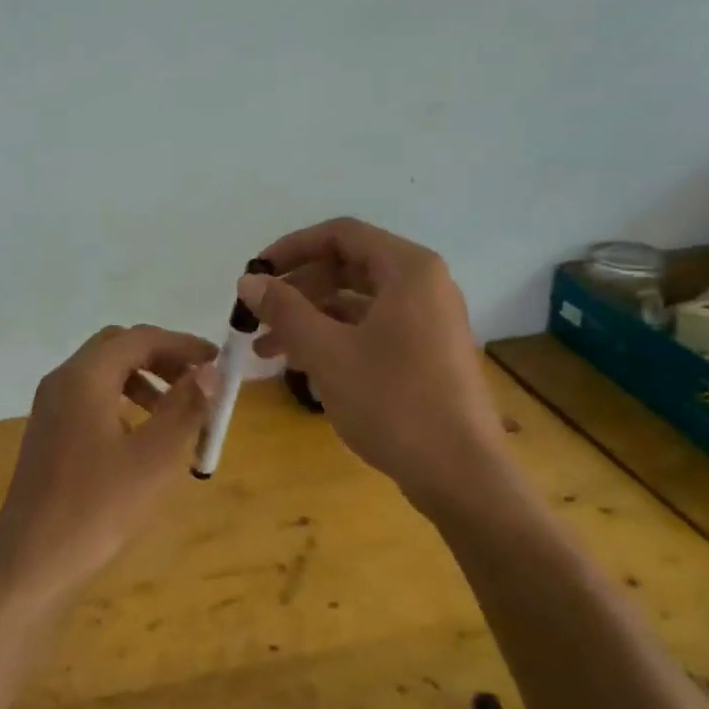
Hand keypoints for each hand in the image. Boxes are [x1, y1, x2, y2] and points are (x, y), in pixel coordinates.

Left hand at [0, 325, 219, 608]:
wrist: (33, 561)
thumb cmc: (97, 507)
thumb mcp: (153, 458)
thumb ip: (184, 408)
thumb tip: (209, 371)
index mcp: (84, 377)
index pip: (139, 338)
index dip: (183, 345)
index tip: (218, 362)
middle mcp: (62, 381)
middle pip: (118, 348)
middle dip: (162, 358)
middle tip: (198, 382)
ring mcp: (51, 407)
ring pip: (103, 373)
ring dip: (144, 380)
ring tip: (178, 413)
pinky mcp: (50, 432)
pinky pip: (91, 398)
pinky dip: (123, 402)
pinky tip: (143, 437)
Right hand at [240, 218, 510, 507]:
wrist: (460, 473)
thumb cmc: (393, 401)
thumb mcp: (327, 352)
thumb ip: (285, 310)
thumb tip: (249, 280)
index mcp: (408, 270)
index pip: (341, 235)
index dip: (292, 248)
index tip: (256, 273)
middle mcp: (422, 286)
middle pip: (347, 267)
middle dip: (297, 289)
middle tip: (257, 315)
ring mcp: (427, 321)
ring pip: (356, 303)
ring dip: (309, 319)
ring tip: (265, 348)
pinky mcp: (425, 354)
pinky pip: (371, 330)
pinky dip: (334, 340)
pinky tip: (300, 364)